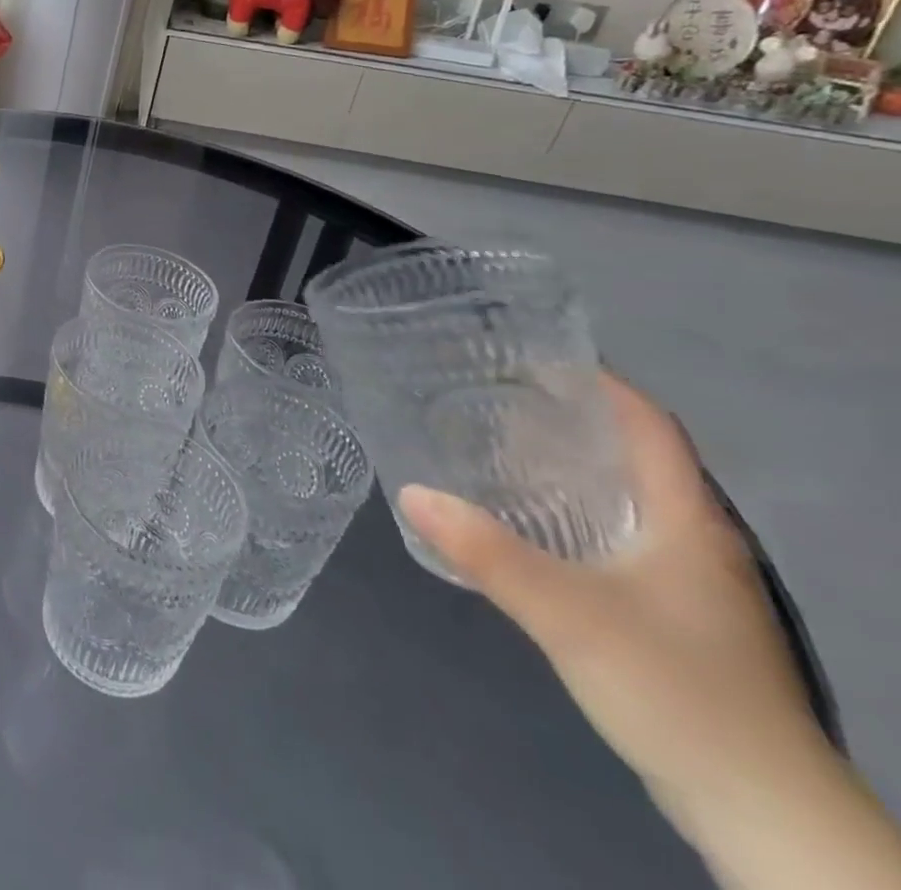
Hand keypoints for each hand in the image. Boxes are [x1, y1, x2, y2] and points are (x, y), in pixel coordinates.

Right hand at [399, 376, 831, 831]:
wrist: (763, 816)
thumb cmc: (677, 690)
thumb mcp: (569, 615)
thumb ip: (488, 552)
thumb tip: (411, 491)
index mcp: (688, 521)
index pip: (650, 426)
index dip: (601, 383)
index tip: (533, 358)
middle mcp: (696, 541)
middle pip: (635, 457)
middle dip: (568, 420)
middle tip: (493, 398)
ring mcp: (691, 584)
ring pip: (625, 500)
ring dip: (568, 469)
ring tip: (497, 450)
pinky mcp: (676, 618)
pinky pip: (618, 539)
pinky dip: (573, 514)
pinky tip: (528, 527)